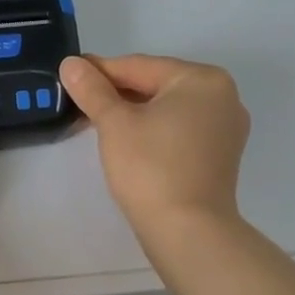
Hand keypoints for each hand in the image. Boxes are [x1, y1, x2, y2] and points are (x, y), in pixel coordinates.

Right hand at [59, 54, 249, 241]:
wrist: (188, 231)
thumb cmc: (151, 167)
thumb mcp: (114, 123)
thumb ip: (92, 89)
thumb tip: (70, 63)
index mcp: (202, 79)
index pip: (139, 66)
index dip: (99, 71)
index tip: (69, 74)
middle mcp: (222, 96)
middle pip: (155, 84)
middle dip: (115, 92)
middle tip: (77, 100)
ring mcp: (225, 128)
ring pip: (166, 108)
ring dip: (131, 111)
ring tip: (94, 120)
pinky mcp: (219, 154)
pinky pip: (178, 128)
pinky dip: (151, 128)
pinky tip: (124, 139)